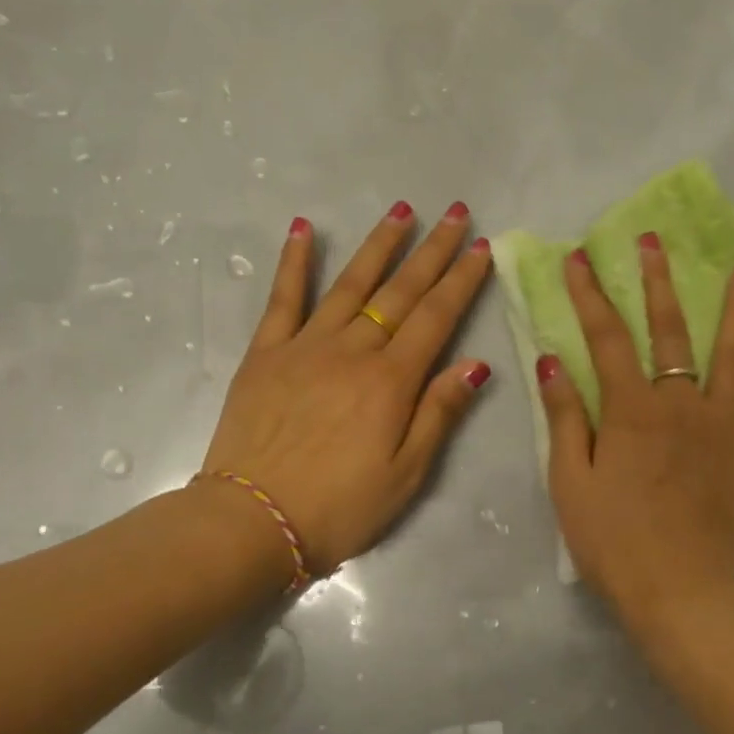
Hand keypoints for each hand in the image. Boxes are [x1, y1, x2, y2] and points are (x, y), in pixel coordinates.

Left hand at [199, 201, 492, 575]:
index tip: (482, 246)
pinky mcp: (265, 354)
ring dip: (379, 245)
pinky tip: (303, 229)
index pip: (437, 317)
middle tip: (456, 213)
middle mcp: (352, 350)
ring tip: (403, 210)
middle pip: (401, 292)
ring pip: (350, 284)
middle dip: (433, 251)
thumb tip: (475, 364)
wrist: (252, 522)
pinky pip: (283, 299)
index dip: (462, 280)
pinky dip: (294, 262)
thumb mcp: (407, 473)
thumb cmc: (340, 507)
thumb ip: (439, 413)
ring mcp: (305, 346)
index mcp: (391, 380)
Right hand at [536, 236, 733, 627]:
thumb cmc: (613, 541)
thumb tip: (552, 360)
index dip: (589, 295)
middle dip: (658, 283)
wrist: (677, 591)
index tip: (580, 259)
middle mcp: (682, 404)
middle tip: (655, 242)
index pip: (606, 338)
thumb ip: (567, 418)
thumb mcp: (570, 482)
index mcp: (633, 409)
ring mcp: (727, 428)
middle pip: (670, 332)